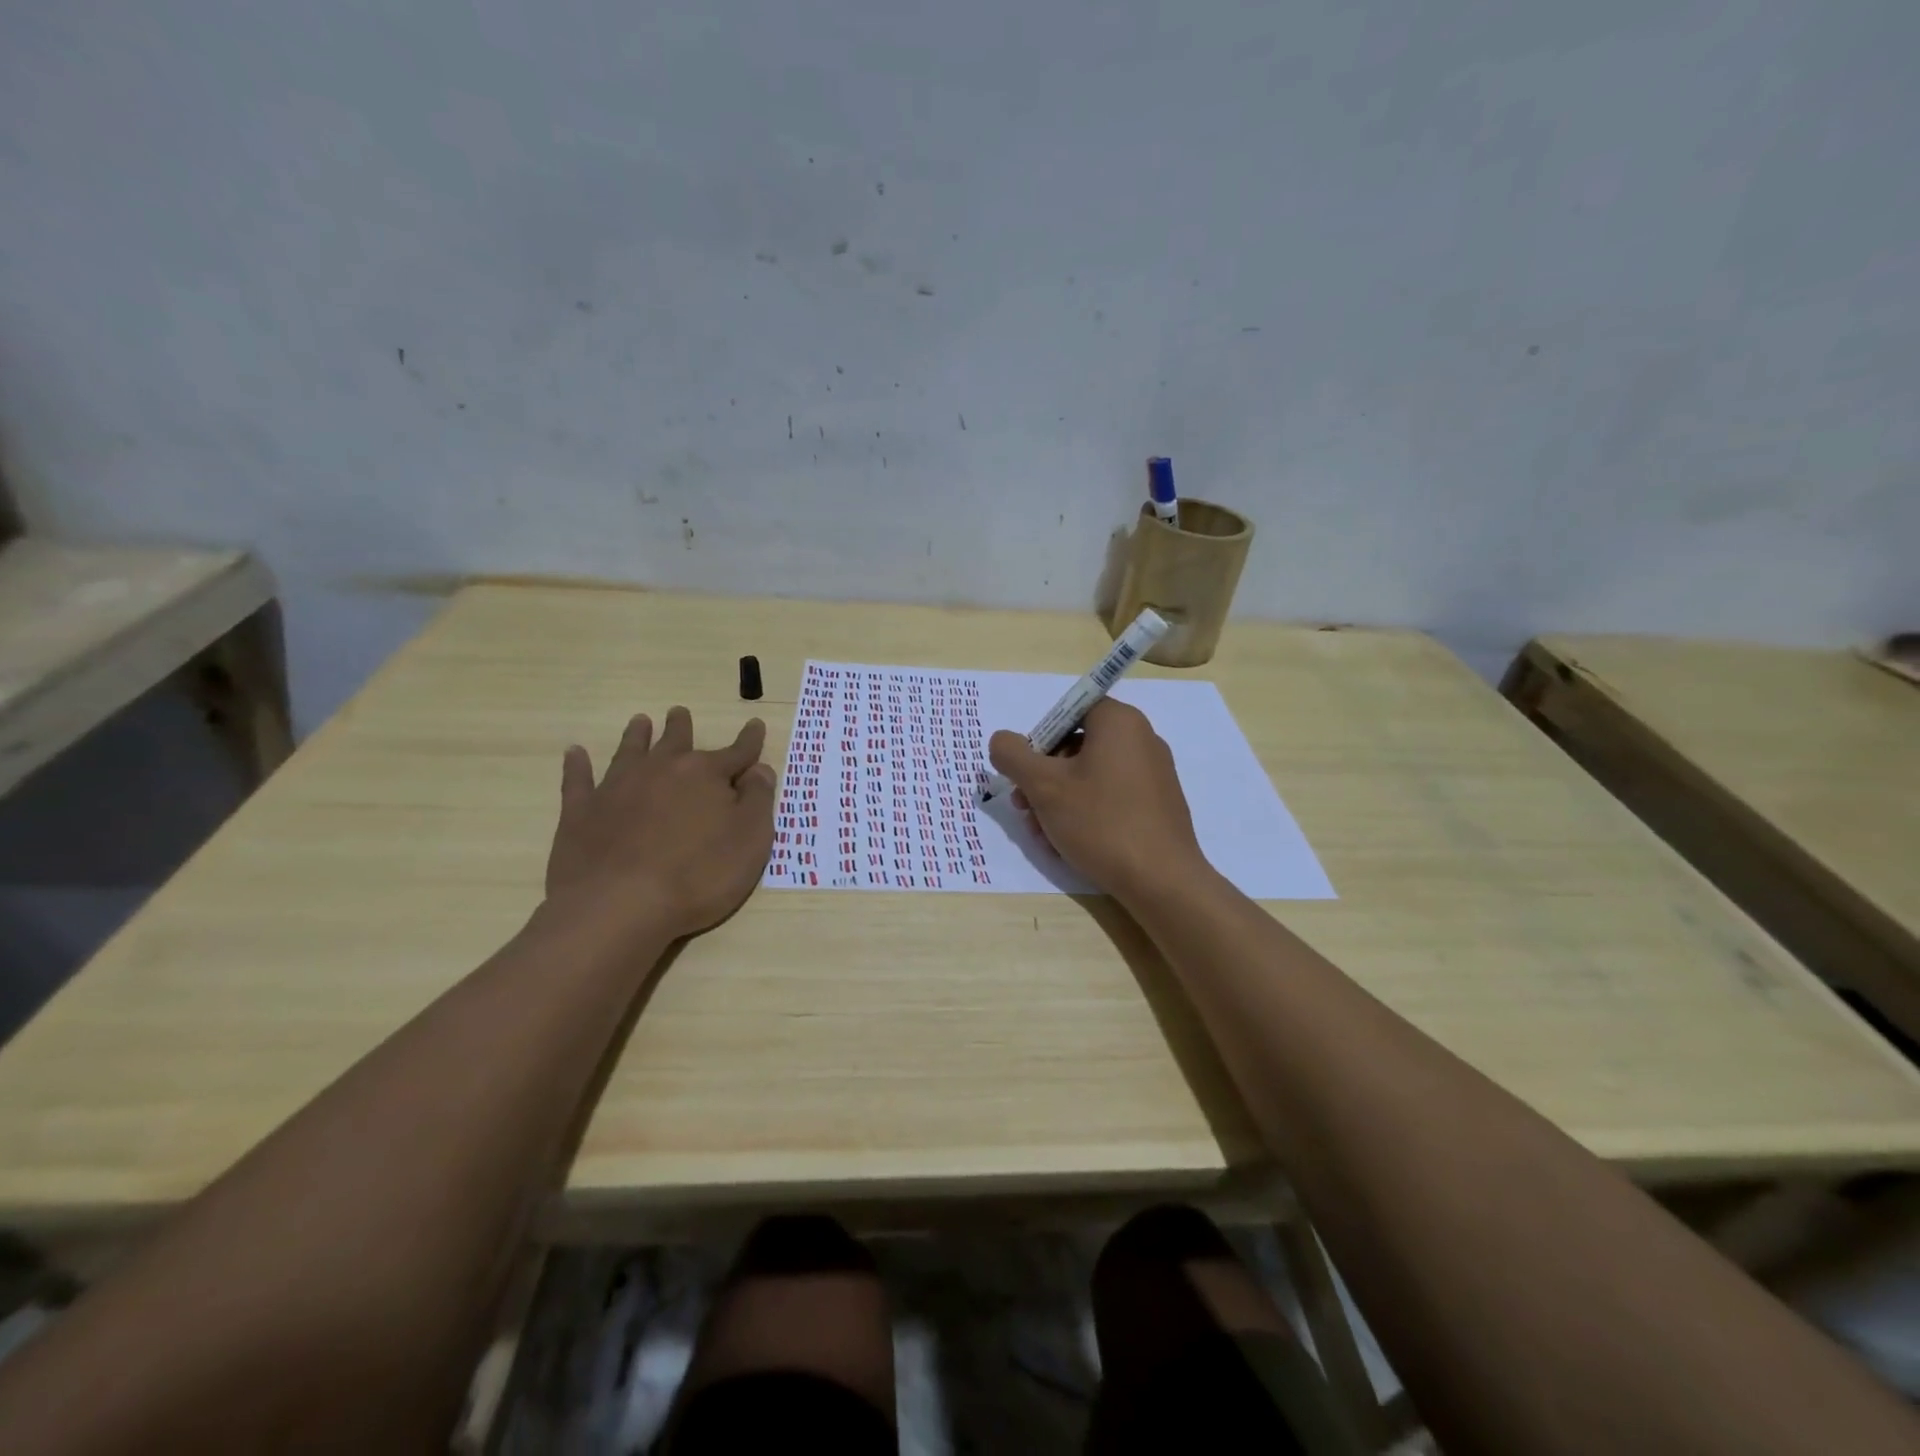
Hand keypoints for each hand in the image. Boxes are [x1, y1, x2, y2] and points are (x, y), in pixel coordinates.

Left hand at [545, 706, 776, 940]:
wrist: (620, 906)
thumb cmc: (699, 876)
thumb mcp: (751, 840)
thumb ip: (759, 800)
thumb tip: (760, 770)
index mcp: (706, 775)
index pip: (737, 752)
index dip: (749, 741)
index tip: (755, 725)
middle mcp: (662, 770)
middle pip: (676, 741)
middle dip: (682, 727)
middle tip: (680, 712)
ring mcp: (617, 787)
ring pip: (630, 751)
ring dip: (636, 735)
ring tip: (640, 721)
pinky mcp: (581, 811)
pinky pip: (579, 780)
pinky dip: (577, 765)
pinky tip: (575, 753)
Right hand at [988, 698, 1208, 901]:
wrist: (1162, 881)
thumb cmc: (1100, 822)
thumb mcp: (1043, 786)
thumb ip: (1013, 755)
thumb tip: (1002, 740)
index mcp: (1119, 722)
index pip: (1069, 711)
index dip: (1040, 738)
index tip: (1026, 772)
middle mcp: (1141, 739)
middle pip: (1076, 746)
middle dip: (1042, 778)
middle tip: (1024, 808)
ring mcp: (1153, 773)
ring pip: (1090, 776)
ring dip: (1057, 801)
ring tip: (1041, 835)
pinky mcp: (1157, 804)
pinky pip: (1111, 797)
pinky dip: (1084, 813)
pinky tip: (1066, 844)